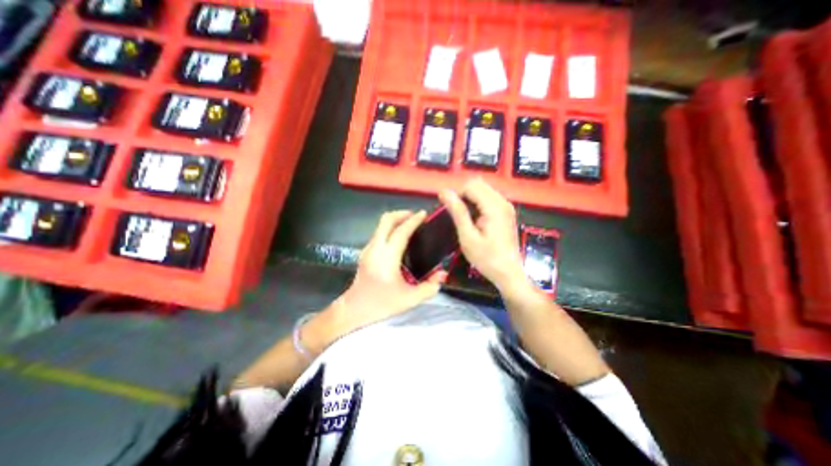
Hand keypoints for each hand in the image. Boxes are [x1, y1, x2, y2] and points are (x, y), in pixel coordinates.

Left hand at [306, 209, 447, 348]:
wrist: (354, 309)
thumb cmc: (382, 304)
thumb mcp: (410, 299)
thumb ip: (429, 287)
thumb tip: (443, 274)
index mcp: (387, 258)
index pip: (400, 232)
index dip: (413, 221)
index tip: (423, 214)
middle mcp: (375, 249)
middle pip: (386, 220)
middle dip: (401, 213)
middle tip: (415, 216)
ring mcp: (368, 249)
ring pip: (380, 225)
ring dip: (395, 220)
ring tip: (409, 225)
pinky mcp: (365, 252)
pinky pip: (379, 233)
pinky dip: (390, 229)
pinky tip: (399, 238)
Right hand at [442, 178, 524, 292]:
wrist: (508, 273)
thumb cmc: (486, 258)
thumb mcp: (468, 237)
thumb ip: (457, 212)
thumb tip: (444, 192)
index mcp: (494, 207)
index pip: (470, 185)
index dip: (456, 194)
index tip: (449, 211)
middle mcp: (503, 201)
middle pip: (478, 184)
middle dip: (463, 195)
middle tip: (458, 215)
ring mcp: (506, 206)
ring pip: (482, 189)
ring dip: (470, 199)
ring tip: (466, 219)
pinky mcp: (506, 212)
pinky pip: (488, 198)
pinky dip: (477, 204)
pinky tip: (475, 220)